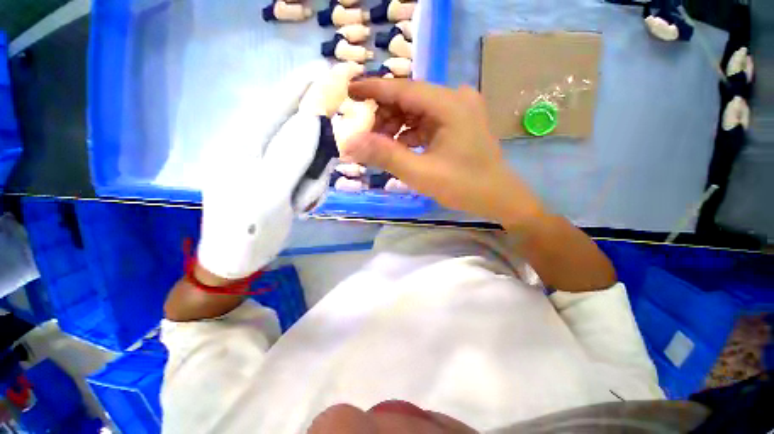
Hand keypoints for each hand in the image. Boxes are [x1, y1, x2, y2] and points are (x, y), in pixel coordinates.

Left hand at [197, 61, 344, 279]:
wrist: (235, 258)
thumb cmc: (248, 230)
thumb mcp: (270, 194)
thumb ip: (290, 155)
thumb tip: (313, 120)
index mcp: (241, 143)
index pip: (275, 104)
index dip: (301, 85)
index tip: (326, 68)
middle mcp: (250, 145)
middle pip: (289, 126)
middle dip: (313, 137)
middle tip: (324, 157)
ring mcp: (261, 162)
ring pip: (298, 150)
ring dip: (311, 172)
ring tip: (305, 198)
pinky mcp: (271, 176)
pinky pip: (298, 168)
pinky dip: (308, 181)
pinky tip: (303, 199)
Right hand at [345, 79, 544, 227]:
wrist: (498, 197)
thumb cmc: (463, 186)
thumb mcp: (421, 173)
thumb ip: (385, 155)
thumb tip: (350, 143)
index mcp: (450, 104)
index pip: (403, 89)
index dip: (374, 89)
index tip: (349, 91)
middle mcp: (455, 98)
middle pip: (410, 98)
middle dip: (384, 115)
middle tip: (365, 134)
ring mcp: (459, 109)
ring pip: (417, 110)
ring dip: (396, 125)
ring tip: (381, 144)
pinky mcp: (458, 122)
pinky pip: (427, 121)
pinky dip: (410, 132)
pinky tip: (401, 147)